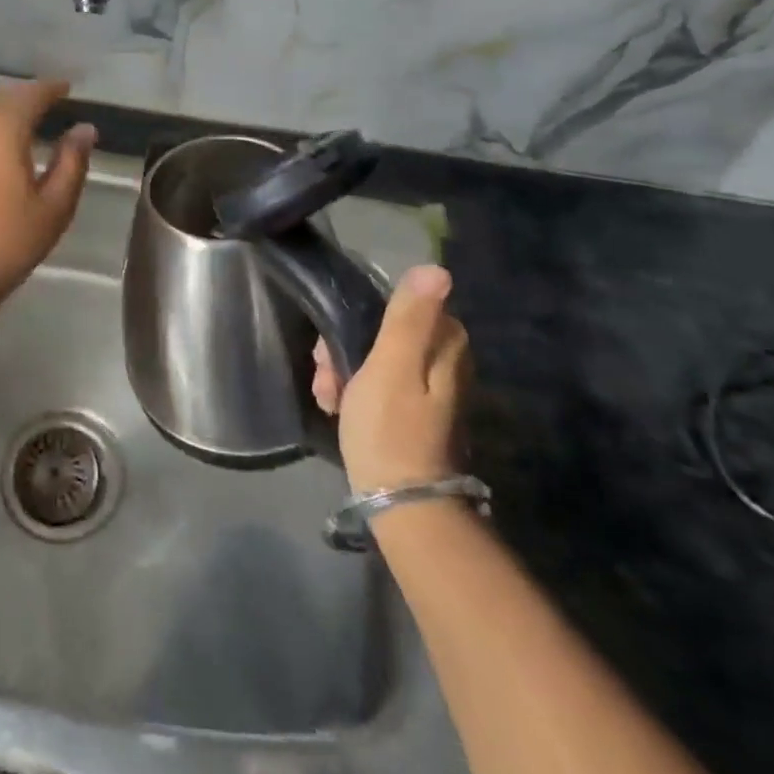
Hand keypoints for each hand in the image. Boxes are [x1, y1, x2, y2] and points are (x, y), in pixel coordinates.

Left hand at [0, 80, 94, 342]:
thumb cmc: (4, 246)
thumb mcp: (54, 209)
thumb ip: (72, 163)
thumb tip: (84, 127)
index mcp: (6, 127)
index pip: (32, 94)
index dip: (51, 89)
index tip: (65, 90)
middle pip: (1, 97)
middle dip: (23, 98)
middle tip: (42, 108)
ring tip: (7, 119)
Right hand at [313, 265, 469, 492]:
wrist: (402, 505)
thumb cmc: (391, 428)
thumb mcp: (392, 365)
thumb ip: (409, 316)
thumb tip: (437, 268)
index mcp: (446, 345)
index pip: (397, 305)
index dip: (361, 318)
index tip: (335, 344)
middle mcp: (445, 361)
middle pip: (383, 332)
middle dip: (345, 348)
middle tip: (327, 376)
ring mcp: (431, 390)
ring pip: (375, 358)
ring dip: (344, 371)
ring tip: (328, 398)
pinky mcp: (415, 414)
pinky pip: (378, 384)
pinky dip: (355, 392)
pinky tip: (338, 409)